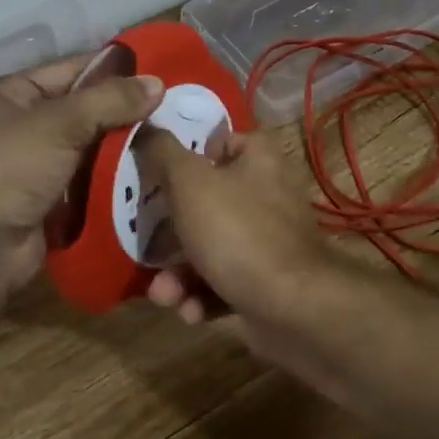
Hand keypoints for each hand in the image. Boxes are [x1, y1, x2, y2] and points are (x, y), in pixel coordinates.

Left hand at [0, 54, 163, 305]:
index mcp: (9, 94)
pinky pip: (87, 177)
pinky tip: (150, 169)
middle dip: (123, 110)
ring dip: (122, 144)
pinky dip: (113, 174)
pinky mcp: (47, 198)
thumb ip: (110, 100)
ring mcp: (32, 164)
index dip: (113, 69)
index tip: (159, 71)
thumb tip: (158, 83)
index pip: (70, 69)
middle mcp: (18, 124)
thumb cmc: (11, 171)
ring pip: (89, 145)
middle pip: (82, 108)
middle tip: (173, 108)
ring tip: (170, 136)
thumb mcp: (61, 124)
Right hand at [136, 126, 341, 339]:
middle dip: (172, 232)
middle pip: (209, 202)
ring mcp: (269, 242)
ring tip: (163, 294)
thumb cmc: (237, 231)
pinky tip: (190, 311)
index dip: (192, 156)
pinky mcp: (267, 283)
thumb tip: (145, 127)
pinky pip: (225, 282)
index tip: (161, 175)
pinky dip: (203, 296)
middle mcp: (268, 196)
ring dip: (180, 274)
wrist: (293, 307)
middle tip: (148, 244)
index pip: (224, 143)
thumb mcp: (189, 182)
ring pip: (211, 248)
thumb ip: (163, 153)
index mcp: (259, 160)